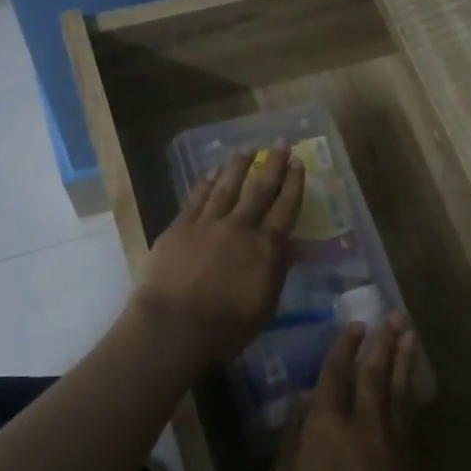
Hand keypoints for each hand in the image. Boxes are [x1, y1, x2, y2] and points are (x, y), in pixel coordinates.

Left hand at [133, 147, 304, 362]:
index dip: (294, 184)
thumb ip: (277, 272)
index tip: (298, 162)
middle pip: (259, 190)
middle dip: (272, 164)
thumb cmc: (225, 328)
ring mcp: (207, 224)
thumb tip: (291, 247)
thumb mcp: (264, 306)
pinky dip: (205, 184)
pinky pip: (196, 199)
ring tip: (246, 150)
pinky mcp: (179, 228)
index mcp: (265, 248)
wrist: (172, 327)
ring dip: (237, 167)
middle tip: (281, 142)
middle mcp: (239, 227)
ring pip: (226, 187)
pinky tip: (210, 174)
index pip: (285, 209)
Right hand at [267, 318, 432, 470]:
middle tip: (391, 315)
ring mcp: (395, 438)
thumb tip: (301, 409)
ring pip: (399, 387)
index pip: (335, 374)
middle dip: (382, 341)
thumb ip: (291, 445)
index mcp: (326, 425)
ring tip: (408, 333)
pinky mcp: (414, 457)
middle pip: (375, 371)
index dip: (344, 347)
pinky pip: (411, 412)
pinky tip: (412, 383)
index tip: (354, 325)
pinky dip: (411, 390)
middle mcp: (364, 421)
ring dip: (403, 357)